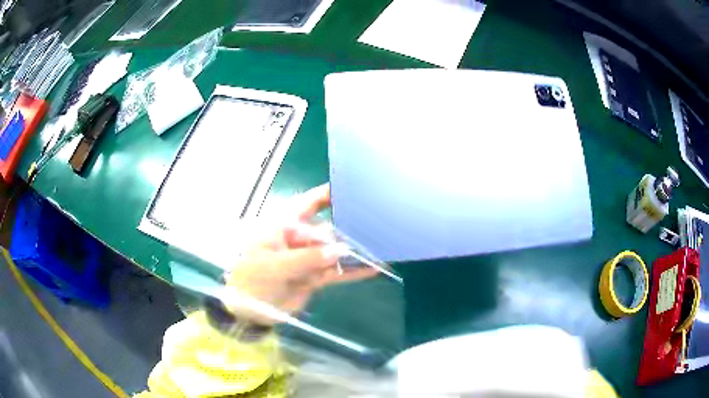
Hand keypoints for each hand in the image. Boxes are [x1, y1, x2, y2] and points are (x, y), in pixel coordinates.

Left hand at [224, 184, 377, 324]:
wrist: (246, 311)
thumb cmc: (251, 280)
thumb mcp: (274, 266)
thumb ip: (307, 258)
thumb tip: (340, 250)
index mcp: (282, 227)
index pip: (307, 204)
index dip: (326, 194)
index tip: (350, 187)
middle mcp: (298, 239)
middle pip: (327, 228)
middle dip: (348, 226)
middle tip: (376, 221)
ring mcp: (307, 259)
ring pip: (334, 251)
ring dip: (355, 251)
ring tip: (382, 245)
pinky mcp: (313, 278)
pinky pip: (335, 272)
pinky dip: (352, 272)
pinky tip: (373, 269)